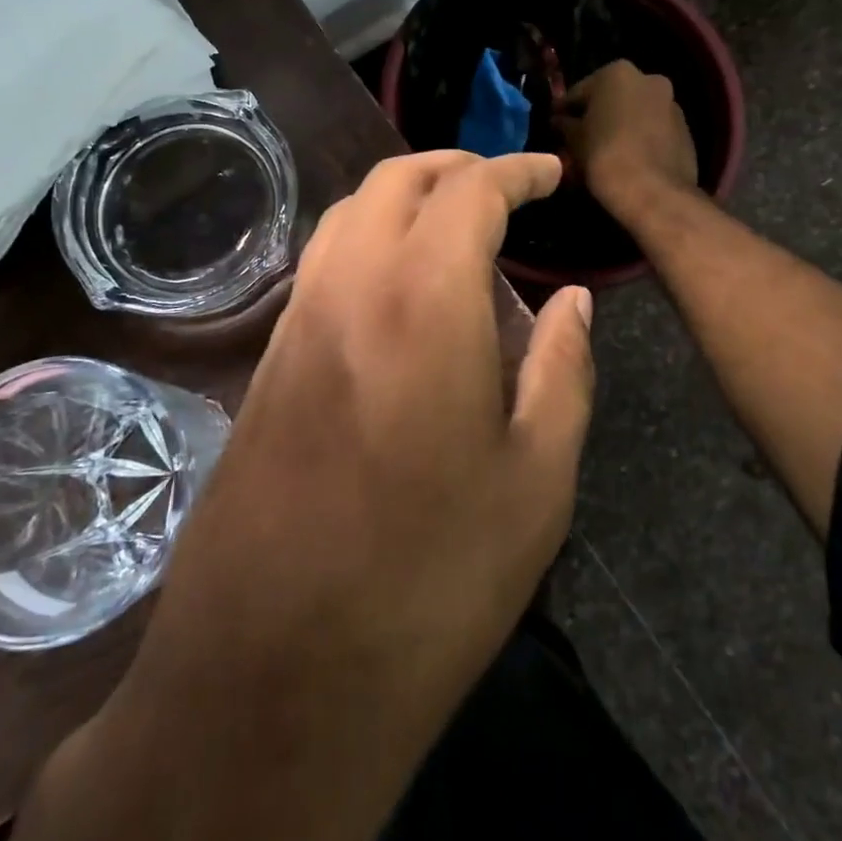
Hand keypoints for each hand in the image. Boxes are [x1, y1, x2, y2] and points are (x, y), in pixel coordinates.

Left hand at [77, 151, 594, 840]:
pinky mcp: (267, 361)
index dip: (516, 171)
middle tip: (503, 187)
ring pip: (347, 214)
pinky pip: (321, 265)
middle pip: (395, 181)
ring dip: (403, 198)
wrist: (270, 673)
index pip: (470, 191)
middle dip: (454, 167)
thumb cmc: (430, 580)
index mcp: (422, 298)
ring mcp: (296, 320)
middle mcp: (348, 285)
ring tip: (454, 227)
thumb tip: (574, 302)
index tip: (550, 175)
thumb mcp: (536, 479)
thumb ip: (562, 369)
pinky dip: (366, 241)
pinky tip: (399, 288)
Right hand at [558, 60, 698, 214]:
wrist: (654, 192)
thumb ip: (564, 125)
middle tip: (579, 139)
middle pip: (612, 97)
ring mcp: (671, 103)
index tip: (555, 126)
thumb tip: (559, 121)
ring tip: (605, 150)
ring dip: (621, 125)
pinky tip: (628, 158)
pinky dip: (640, 137)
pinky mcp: (686, 129)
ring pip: (636, 112)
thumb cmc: (606, 156)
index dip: (565, 110)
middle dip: (597, 115)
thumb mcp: (574, 140)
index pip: (580, 91)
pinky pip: (654, 129)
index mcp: (617, 73)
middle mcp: (649, 79)